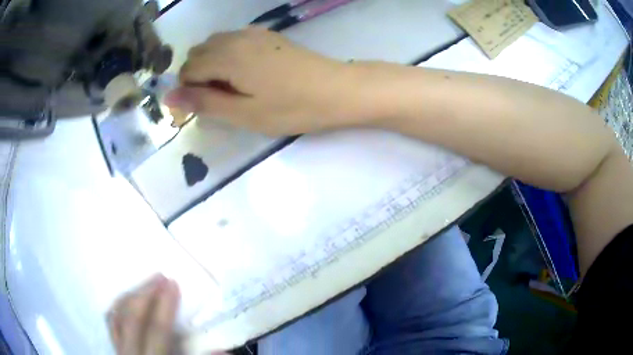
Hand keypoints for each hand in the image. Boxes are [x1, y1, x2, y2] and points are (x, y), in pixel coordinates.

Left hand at [107, 275, 179, 354]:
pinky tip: (128, 300)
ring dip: (130, 296)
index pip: (157, 332)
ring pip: (116, 317)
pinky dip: (118, 307)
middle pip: (131, 320)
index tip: (173, 283)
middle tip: (160, 277)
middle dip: (145, 294)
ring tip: (145, 285)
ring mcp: (119, 352)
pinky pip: (111, 323)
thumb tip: (220, 349)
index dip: (164, 307)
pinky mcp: (115, 350)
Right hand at [165, 27, 362, 135]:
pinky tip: (246, 72)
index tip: (204, 108)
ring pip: (215, 44)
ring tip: (233, 87)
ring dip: (212, 64)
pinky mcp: (267, 35)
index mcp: (227, 57)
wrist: (337, 89)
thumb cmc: (291, 107)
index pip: (188, 69)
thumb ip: (203, 102)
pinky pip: (234, 40)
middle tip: (219, 99)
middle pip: (198, 52)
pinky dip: (228, 54)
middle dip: (198, 75)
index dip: (188, 90)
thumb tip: (168, 96)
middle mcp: (236, 37)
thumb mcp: (244, 113)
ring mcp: (253, 33)